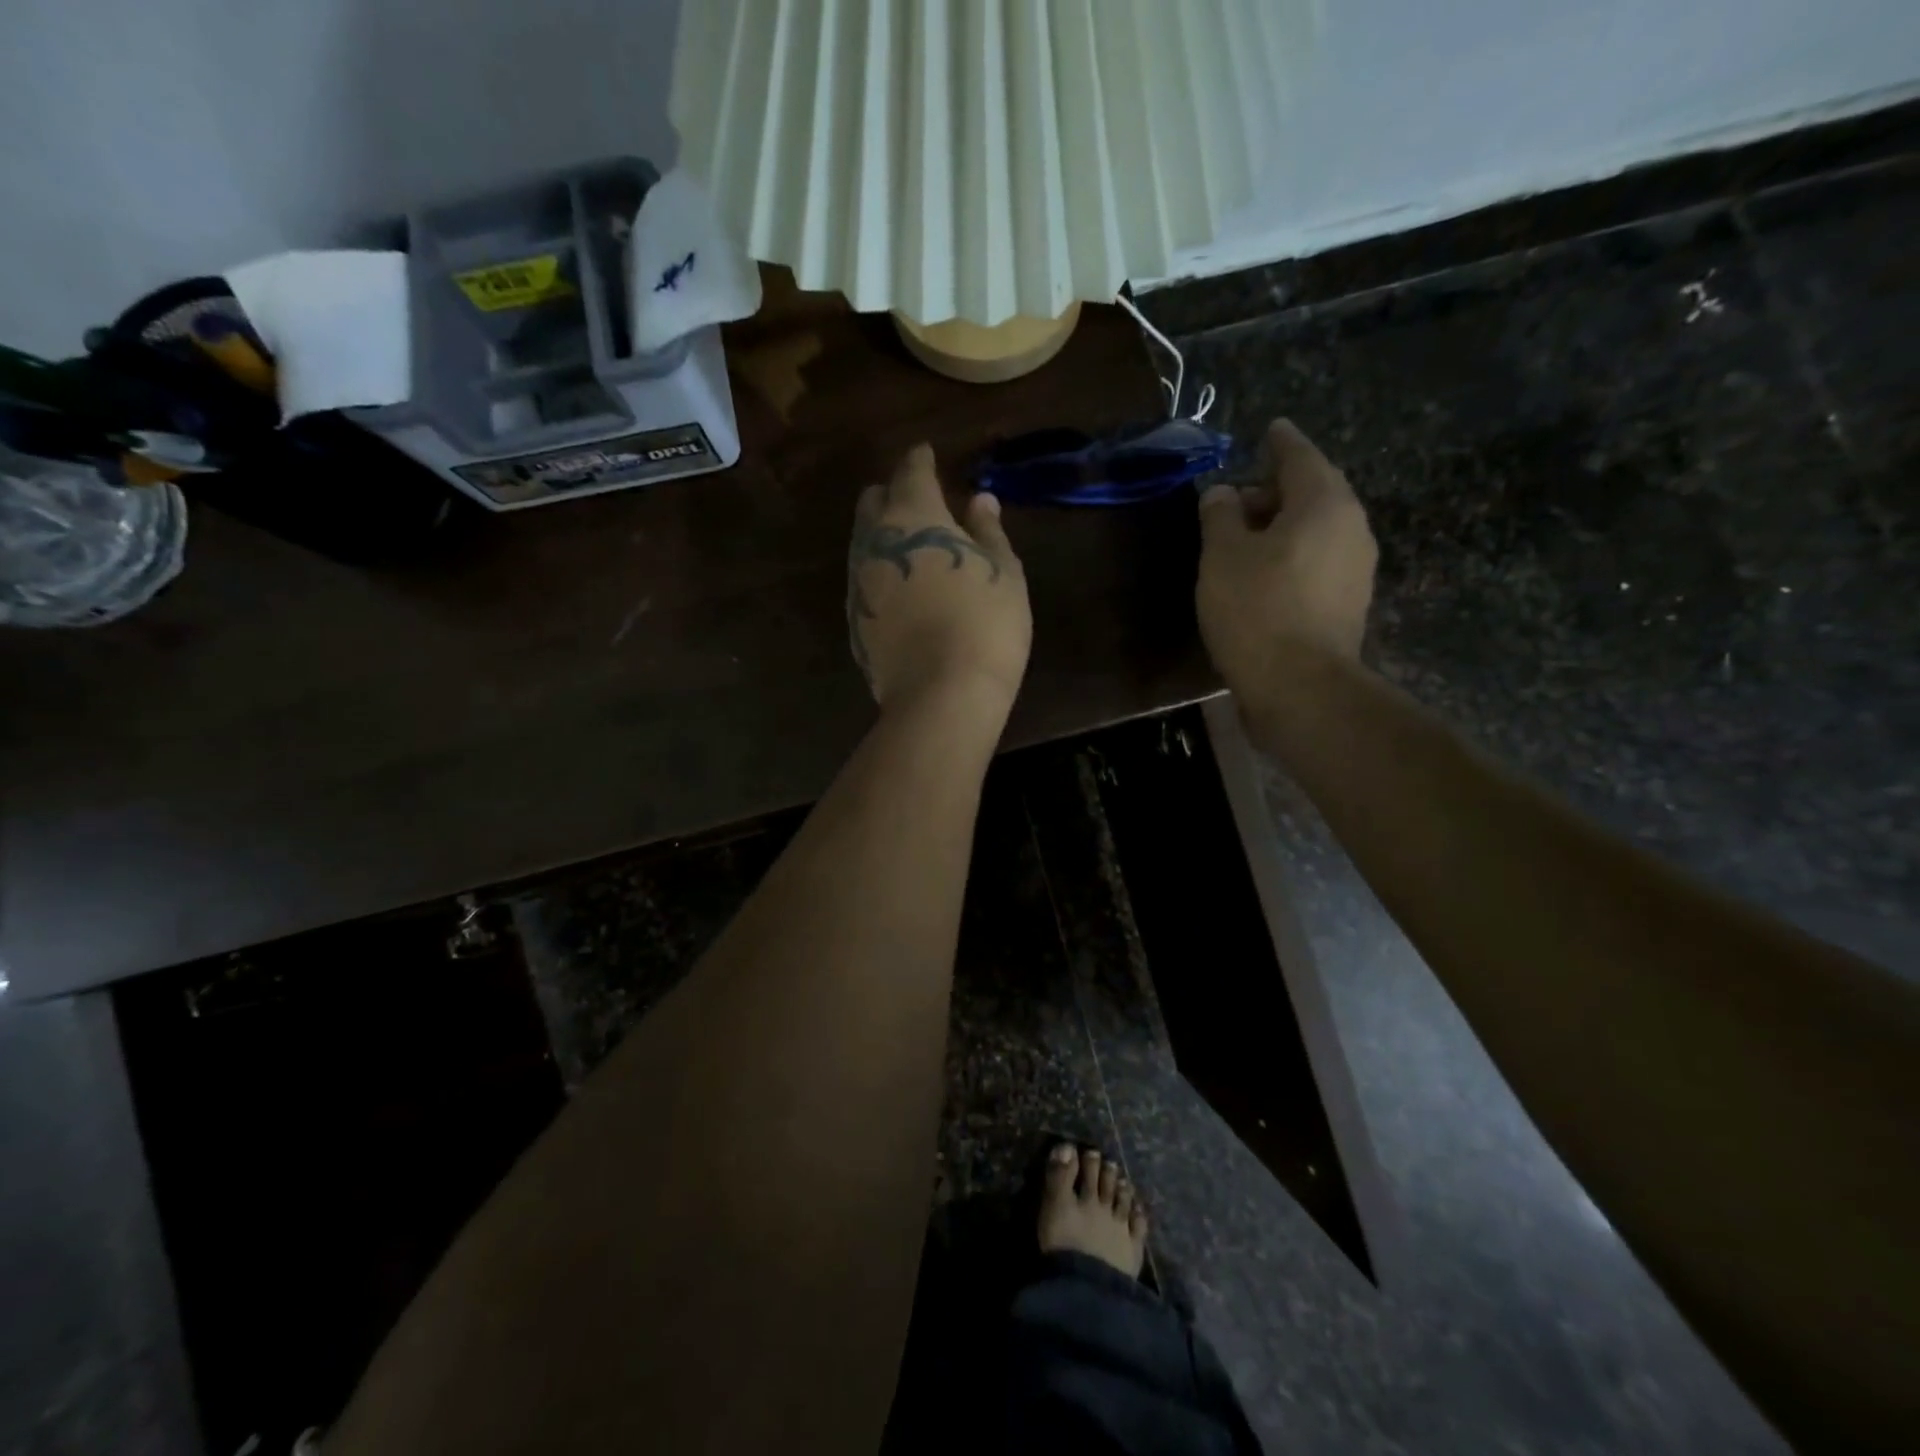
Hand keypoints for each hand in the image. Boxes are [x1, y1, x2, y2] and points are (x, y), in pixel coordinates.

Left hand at [847, 444, 1030, 716]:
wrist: (941, 694)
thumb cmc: (985, 623)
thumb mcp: (1003, 571)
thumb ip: (988, 531)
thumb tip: (980, 500)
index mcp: (913, 515)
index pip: (911, 471)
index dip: (920, 459)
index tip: (927, 454)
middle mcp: (875, 541)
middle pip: (873, 501)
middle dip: (893, 494)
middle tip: (920, 503)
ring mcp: (858, 582)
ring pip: (863, 542)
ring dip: (883, 535)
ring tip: (911, 547)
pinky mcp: (854, 621)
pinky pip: (865, 581)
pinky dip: (881, 574)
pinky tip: (902, 591)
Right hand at [1197, 419, 1377, 691]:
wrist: (1300, 687)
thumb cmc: (1256, 610)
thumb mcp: (1222, 556)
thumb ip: (1220, 516)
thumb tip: (1222, 494)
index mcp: (1324, 503)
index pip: (1300, 457)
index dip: (1280, 442)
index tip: (1271, 428)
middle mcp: (1351, 527)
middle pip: (1314, 492)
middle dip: (1277, 489)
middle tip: (1240, 495)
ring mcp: (1356, 568)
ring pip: (1317, 529)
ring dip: (1283, 525)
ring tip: (1244, 537)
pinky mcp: (1348, 603)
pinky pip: (1318, 559)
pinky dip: (1292, 553)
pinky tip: (1264, 571)